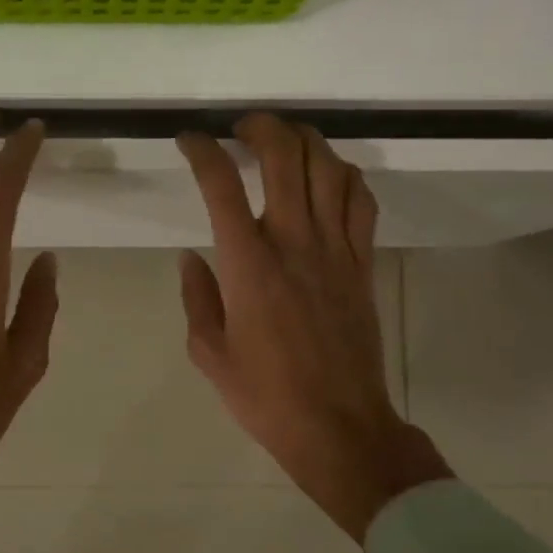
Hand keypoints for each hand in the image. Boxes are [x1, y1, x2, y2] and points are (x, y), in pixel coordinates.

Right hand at [178, 115, 450, 542]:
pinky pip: (362, 202)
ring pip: (329, 167)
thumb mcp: (208, 352)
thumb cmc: (264, 395)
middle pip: (285, 155)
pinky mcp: (363, 264)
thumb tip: (192, 257)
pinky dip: (346, 176)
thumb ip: (196, 296)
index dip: (202, 151)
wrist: (338, 425)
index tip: (189, 140)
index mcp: (247, 264)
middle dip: (261, 126)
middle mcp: (293, 242)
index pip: (221, 184)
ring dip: (306, 141)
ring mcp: (335, 250)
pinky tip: (330, 177)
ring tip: (286, 142)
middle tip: (243, 129)